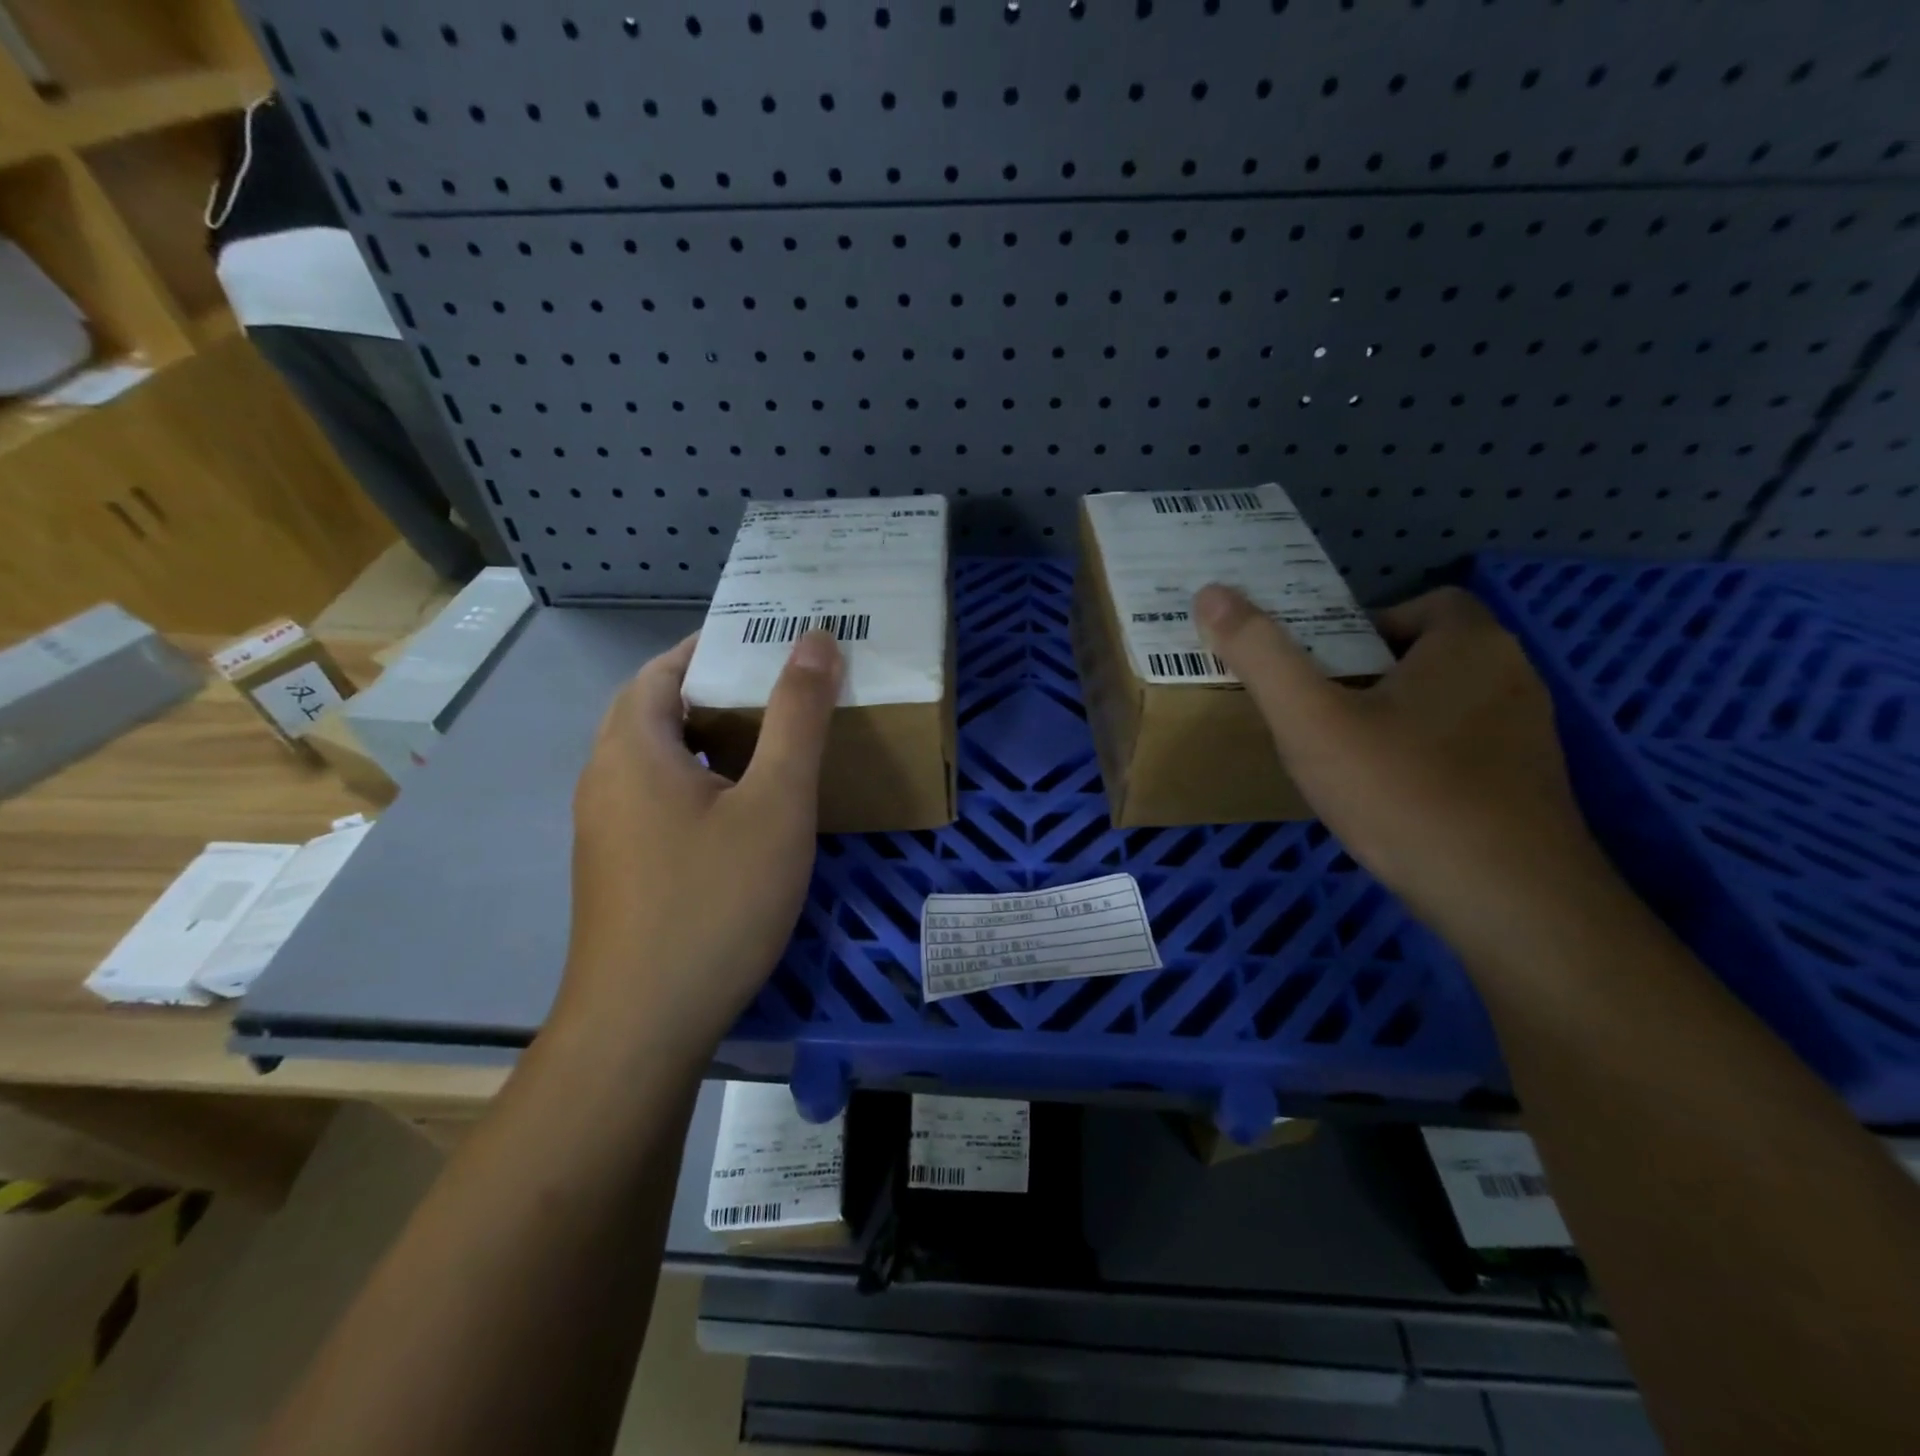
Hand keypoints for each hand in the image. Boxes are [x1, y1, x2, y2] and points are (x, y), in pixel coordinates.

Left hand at [556, 630, 842, 1050]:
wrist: (644, 1027)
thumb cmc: (715, 901)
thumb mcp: (775, 803)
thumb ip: (797, 717)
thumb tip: (814, 640)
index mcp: (633, 747)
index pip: (666, 668)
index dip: (716, 646)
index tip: (773, 644)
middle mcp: (605, 778)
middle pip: (659, 710)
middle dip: (719, 691)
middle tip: (786, 690)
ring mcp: (606, 829)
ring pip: (660, 759)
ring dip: (710, 739)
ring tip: (775, 742)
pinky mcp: (618, 869)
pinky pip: (659, 800)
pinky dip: (700, 782)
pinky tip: (744, 813)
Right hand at [1193, 584, 1607, 942]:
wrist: (1508, 902)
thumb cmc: (1403, 793)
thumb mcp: (1311, 720)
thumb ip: (1261, 655)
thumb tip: (1211, 592)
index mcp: (1470, 645)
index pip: (1422, 604)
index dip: (1366, 625)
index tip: (1322, 667)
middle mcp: (1513, 677)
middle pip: (1430, 655)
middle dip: (1371, 675)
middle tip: (1318, 711)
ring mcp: (1530, 737)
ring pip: (1446, 706)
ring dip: (1397, 719)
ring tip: (1344, 758)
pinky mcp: (1530, 788)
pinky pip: (1464, 751)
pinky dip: (1424, 760)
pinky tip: (1390, 801)